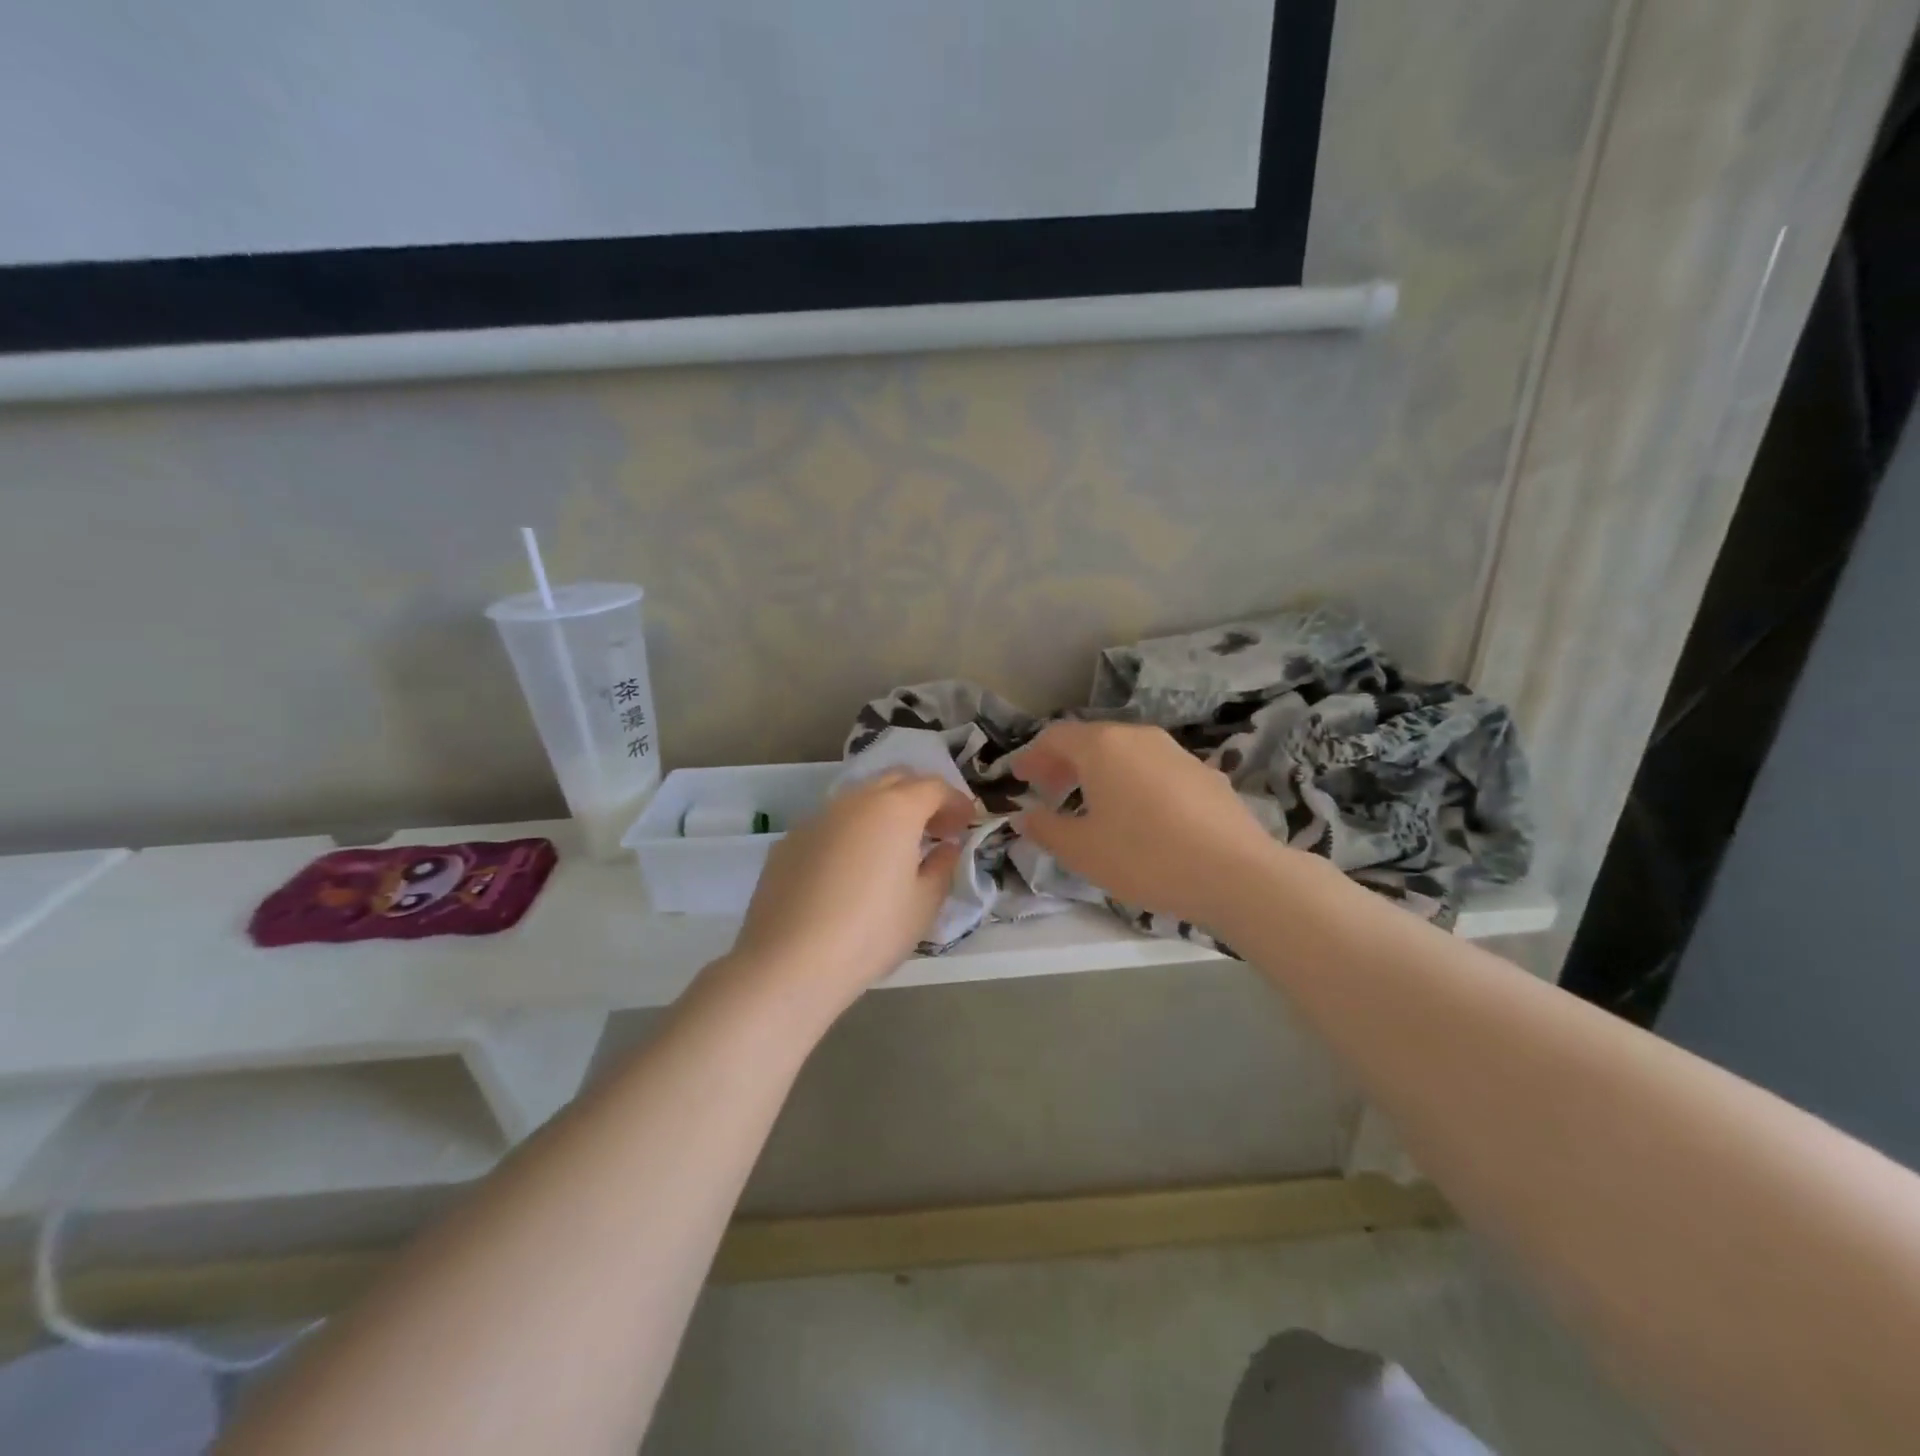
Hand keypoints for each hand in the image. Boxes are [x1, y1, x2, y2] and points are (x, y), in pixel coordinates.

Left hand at [724, 772, 973, 1013]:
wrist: (790, 961)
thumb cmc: (871, 932)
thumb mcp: (923, 905)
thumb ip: (941, 867)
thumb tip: (945, 847)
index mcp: (895, 809)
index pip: (933, 787)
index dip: (956, 801)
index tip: (967, 823)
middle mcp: (854, 801)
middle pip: (895, 780)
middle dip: (920, 796)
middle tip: (935, 829)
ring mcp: (817, 818)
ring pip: (859, 799)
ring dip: (884, 812)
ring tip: (894, 848)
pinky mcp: (789, 841)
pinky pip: (830, 825)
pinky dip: (851, 833)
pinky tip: (851, 869)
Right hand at [1012, 721, 1298, 936]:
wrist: (1235, 872)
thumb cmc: (1145, 857)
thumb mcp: (1083, 851)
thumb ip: (1046, 829)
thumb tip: (1025, 817)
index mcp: (1103, 746)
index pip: (1056, 737)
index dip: (1032, 756)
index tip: (1019, 778)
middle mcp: (1139, 737)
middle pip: (1091, 740)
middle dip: (1064, 764)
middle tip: (1048, 791)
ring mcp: (1176, 752)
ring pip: (1125, 753)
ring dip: (1099, 772)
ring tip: (1091, 805)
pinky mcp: (1204, 773)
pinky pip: (1153, 768)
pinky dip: (1132, 782)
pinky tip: (1138, 816)